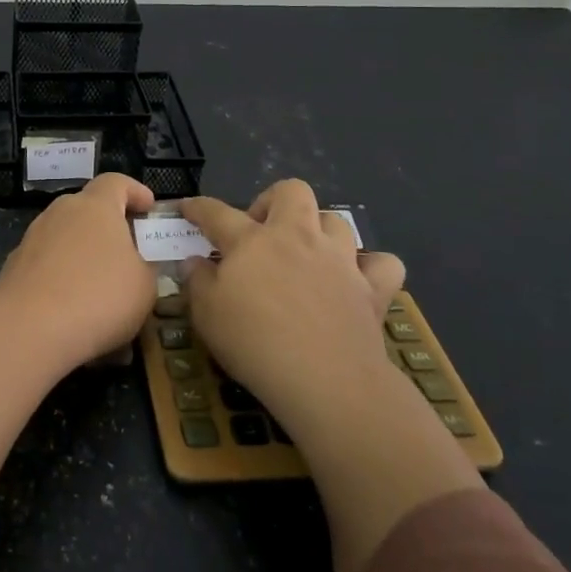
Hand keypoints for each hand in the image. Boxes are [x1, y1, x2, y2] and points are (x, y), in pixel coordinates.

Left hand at [0, 172, 158, 367]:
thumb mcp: (144, 285)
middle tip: (128, 252)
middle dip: (107, 227)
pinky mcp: (14, 268)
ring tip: (101, 290)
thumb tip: (136, 264)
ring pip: (65, 239)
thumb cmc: (99, 296)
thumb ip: (145, 266)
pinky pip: (47, 267)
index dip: (135, 191)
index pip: (116, 182)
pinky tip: (74, 312)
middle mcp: (60, 213)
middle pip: (87, 209)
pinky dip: (62, 281)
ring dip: (84, 256)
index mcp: (95, 206)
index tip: (149, 207)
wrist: (30, 329)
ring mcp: (32, 239)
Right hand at [181, 180, 406, 434]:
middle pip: (291, 192)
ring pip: (335, 220)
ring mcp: (339, 260)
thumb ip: (197, 282)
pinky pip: (383, 263)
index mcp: (252, 241)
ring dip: (319, 230)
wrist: (325, 380)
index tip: (187, 208)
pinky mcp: (371, 288)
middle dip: (273, 201)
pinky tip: (357, 279)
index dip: (198, 207)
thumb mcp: (207, 316)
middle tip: (260, 231)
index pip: (217, 212)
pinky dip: (371, 266)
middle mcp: (297, 237)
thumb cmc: (254, 343)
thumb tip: (194, 262)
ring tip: (306, 254)